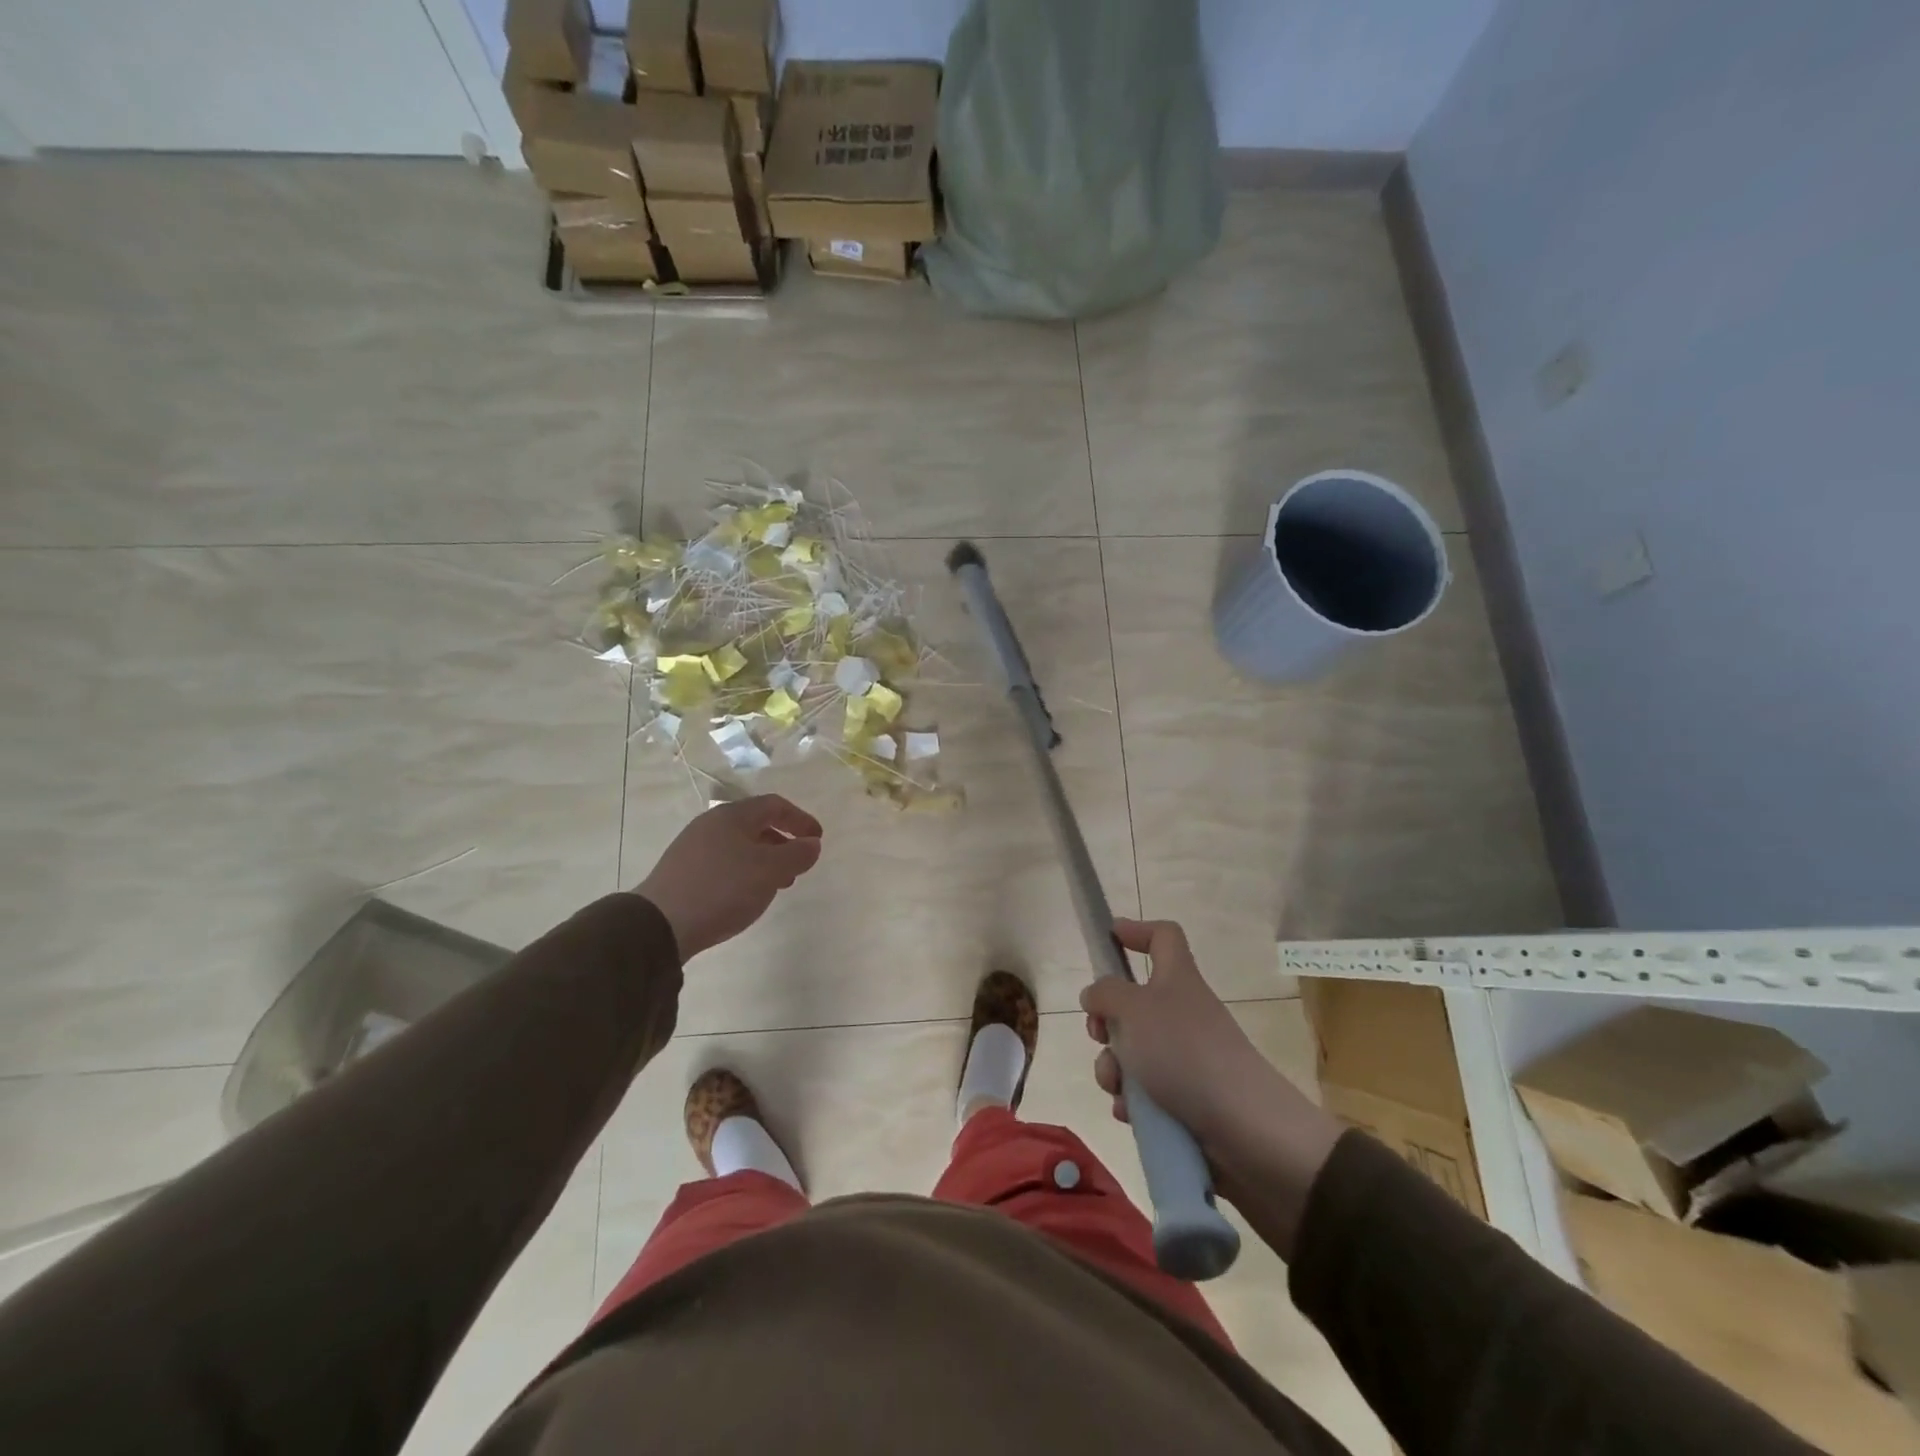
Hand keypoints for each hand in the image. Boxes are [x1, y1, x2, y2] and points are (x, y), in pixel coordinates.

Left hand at [634, 796, 823, 958]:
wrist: (660, 924)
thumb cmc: (723, 888)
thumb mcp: (769, 871)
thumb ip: (797, 854)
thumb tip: (812, 844)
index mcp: (733, 816)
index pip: (775, 805)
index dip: (800, 819)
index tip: (817, 839)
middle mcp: (711, 824)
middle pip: (755, 824)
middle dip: (782, 842)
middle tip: (798, 865)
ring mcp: (693, 847)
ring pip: (739, 845)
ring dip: (764, 860)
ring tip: (776, 885)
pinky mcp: (682, 871)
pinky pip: (724, 862)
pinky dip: (744, 872)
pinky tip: (745, 895)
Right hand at [1081, 918, 1341, 1252]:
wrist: (1246, 1130)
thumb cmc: (1185, 1053)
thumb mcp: (1133, 1010)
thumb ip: (1106, 993)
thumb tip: (1095, 994)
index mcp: (1177, 980)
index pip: (1163, 937)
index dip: (1137, 931)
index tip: (1109, 938)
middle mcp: (1182, 1013)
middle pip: (1133, 1003)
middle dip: (1106, 1021)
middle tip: (1098, 1035)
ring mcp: (1185, 1058)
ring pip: (1132, 1052)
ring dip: (1114, 1068)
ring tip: (1118, 1087)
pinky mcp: (1186, 1100)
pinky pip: (1145, 1093)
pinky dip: (1133, 1102)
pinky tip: (1132, 1114)